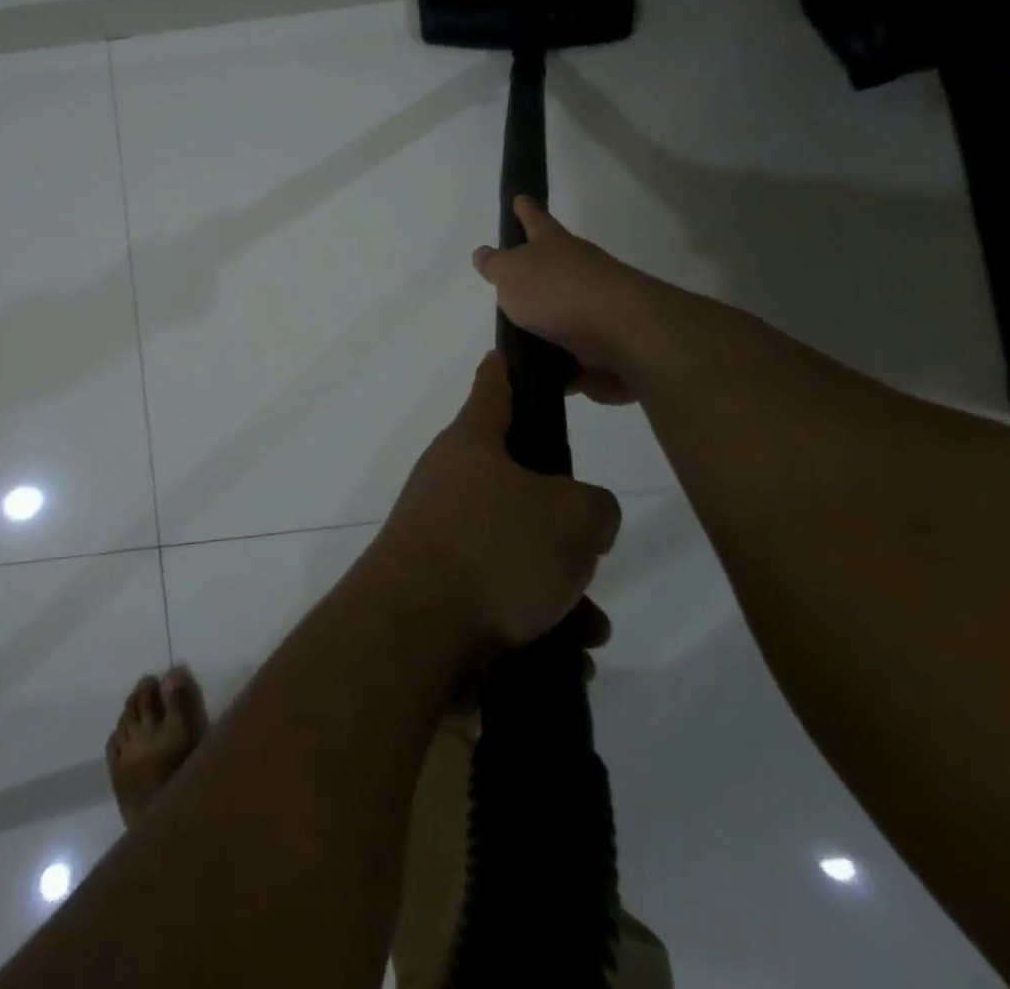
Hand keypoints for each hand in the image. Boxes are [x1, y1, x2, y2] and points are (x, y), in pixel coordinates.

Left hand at [370, 352, 620, 650]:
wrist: (416, 631)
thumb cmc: (495, 549)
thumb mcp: (573, 517)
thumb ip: (594, 506)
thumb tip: (581, 517)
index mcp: (472, 444)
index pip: (493, 388)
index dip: (506, 369)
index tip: (505, 353)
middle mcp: (449, 482)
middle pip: (516, 485)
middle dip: (561, 522)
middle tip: (590, 547)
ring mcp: (440, 537)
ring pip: (516, 551)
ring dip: (560, 589)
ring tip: (589, 624)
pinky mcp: (439, 590)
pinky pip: (501, 597)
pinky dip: (538, 623)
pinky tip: (568, 656)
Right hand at [472, 196, 637, 403]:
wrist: (621, 334)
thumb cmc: (558, 292)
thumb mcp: (512, 274)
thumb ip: (496, 265)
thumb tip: (484, 253)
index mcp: (554, 246)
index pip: (535, 220)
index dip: (525, 210)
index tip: (520, 198)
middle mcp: (578, 270)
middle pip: (554, 265)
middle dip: (536, 271)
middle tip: (512, 281)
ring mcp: (595, 306)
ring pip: (564, 310)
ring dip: (546, 323)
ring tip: (517, 340)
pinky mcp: (605, 344)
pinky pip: (574, 352)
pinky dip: (560, 362)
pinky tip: (541, 373)